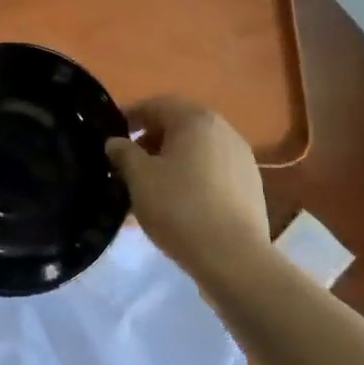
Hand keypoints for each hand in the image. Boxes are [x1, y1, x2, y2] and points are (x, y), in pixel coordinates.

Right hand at [106, 97, 268, 280]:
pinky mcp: (250, 186)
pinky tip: (178, 205)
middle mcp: (223, 130)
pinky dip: (192, 179)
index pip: (157, 105)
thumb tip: (115, 142)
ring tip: (150, 189)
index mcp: (195, 119)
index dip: (131, 117)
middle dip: (151, 142)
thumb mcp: (140, 178)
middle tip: (128, 165)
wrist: (234, 259)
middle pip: (179, 127)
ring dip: (171, 162)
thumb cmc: (180, 208)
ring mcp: (241, 158)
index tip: (113, 136)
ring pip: (196, 152)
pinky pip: (212, 172)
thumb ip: (124, 153)